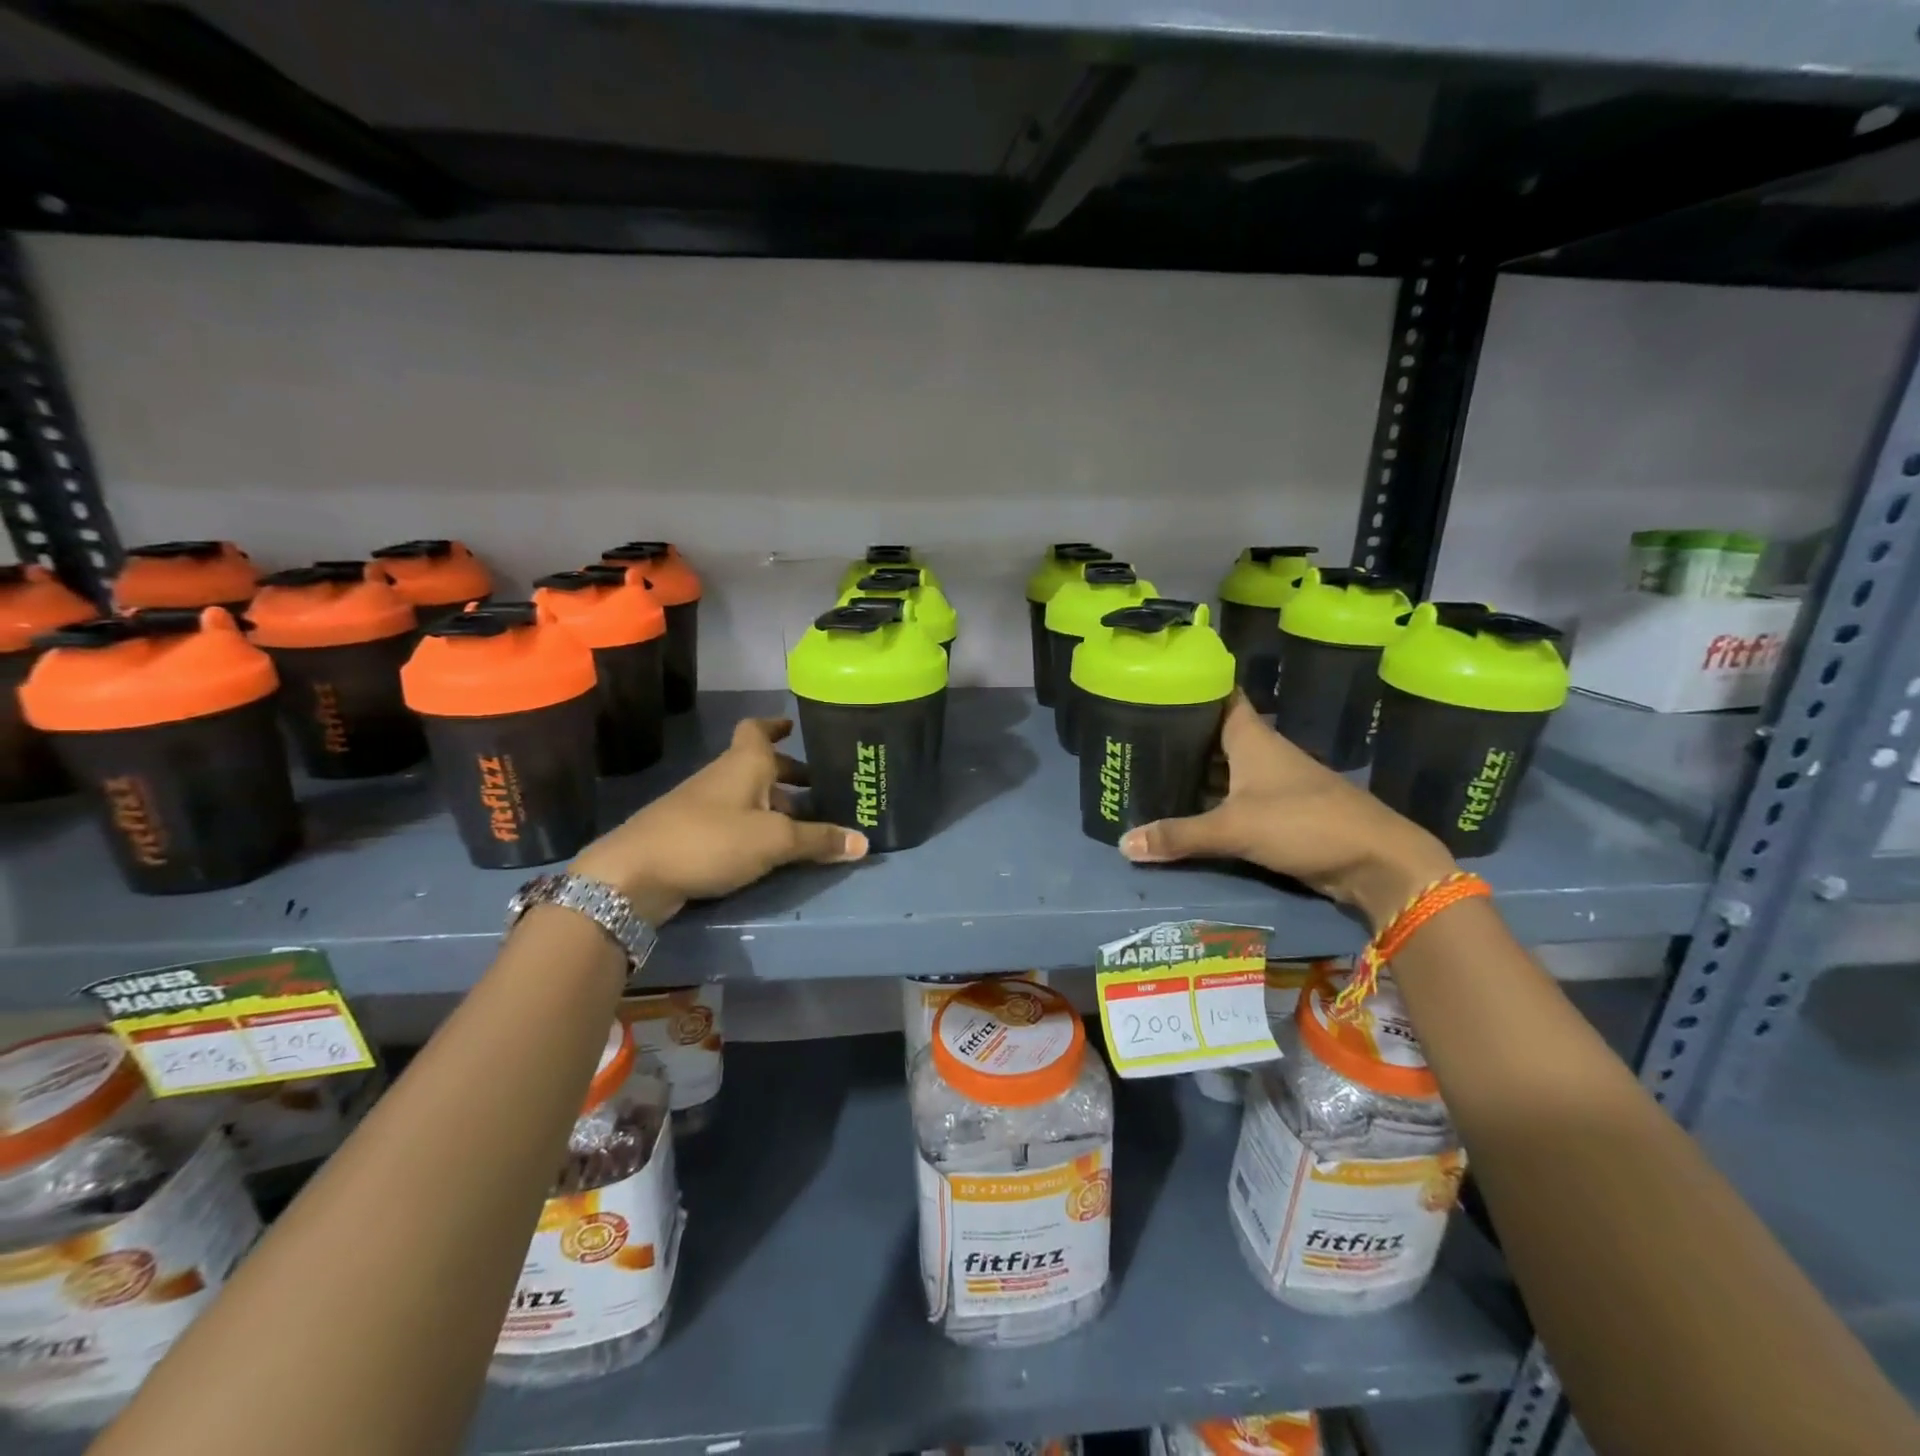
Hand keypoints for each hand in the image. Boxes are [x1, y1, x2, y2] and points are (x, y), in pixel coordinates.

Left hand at [572, 718, 866, 921]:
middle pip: (759, 766)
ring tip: (805, 824)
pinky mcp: (692, 834)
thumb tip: (864, 843)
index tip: (795, 727)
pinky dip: (756, 826)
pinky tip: (770, 850)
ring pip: (748, 795)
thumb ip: (819, 840)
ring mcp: (704, 805)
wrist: (634, 874)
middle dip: (789, 774)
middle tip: (820, 788)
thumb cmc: (711, 839)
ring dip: (775, 804)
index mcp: (744, 763)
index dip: (776, 726)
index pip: (758, 730)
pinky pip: (735, 820)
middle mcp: (724, 776)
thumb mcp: (774, 840)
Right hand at [1119, 693, 1456, 929]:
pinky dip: (1210, 800)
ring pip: (1224, 768)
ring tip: (1149, 771)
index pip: (1220, 697)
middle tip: (1135, 737)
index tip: (1157, 686)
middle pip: (1214, 735)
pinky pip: (1234, 797)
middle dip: (1180, 735)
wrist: (1374, 861)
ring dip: (1194, 771)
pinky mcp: (1278, 812)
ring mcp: (1272, 783)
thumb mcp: (1234, 828)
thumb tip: (1124, 844)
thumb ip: (1179, 836)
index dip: (1192, 687)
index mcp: (1252, 738)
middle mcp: (1261, 753)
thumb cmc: (1302, 823)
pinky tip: (1183, 808)